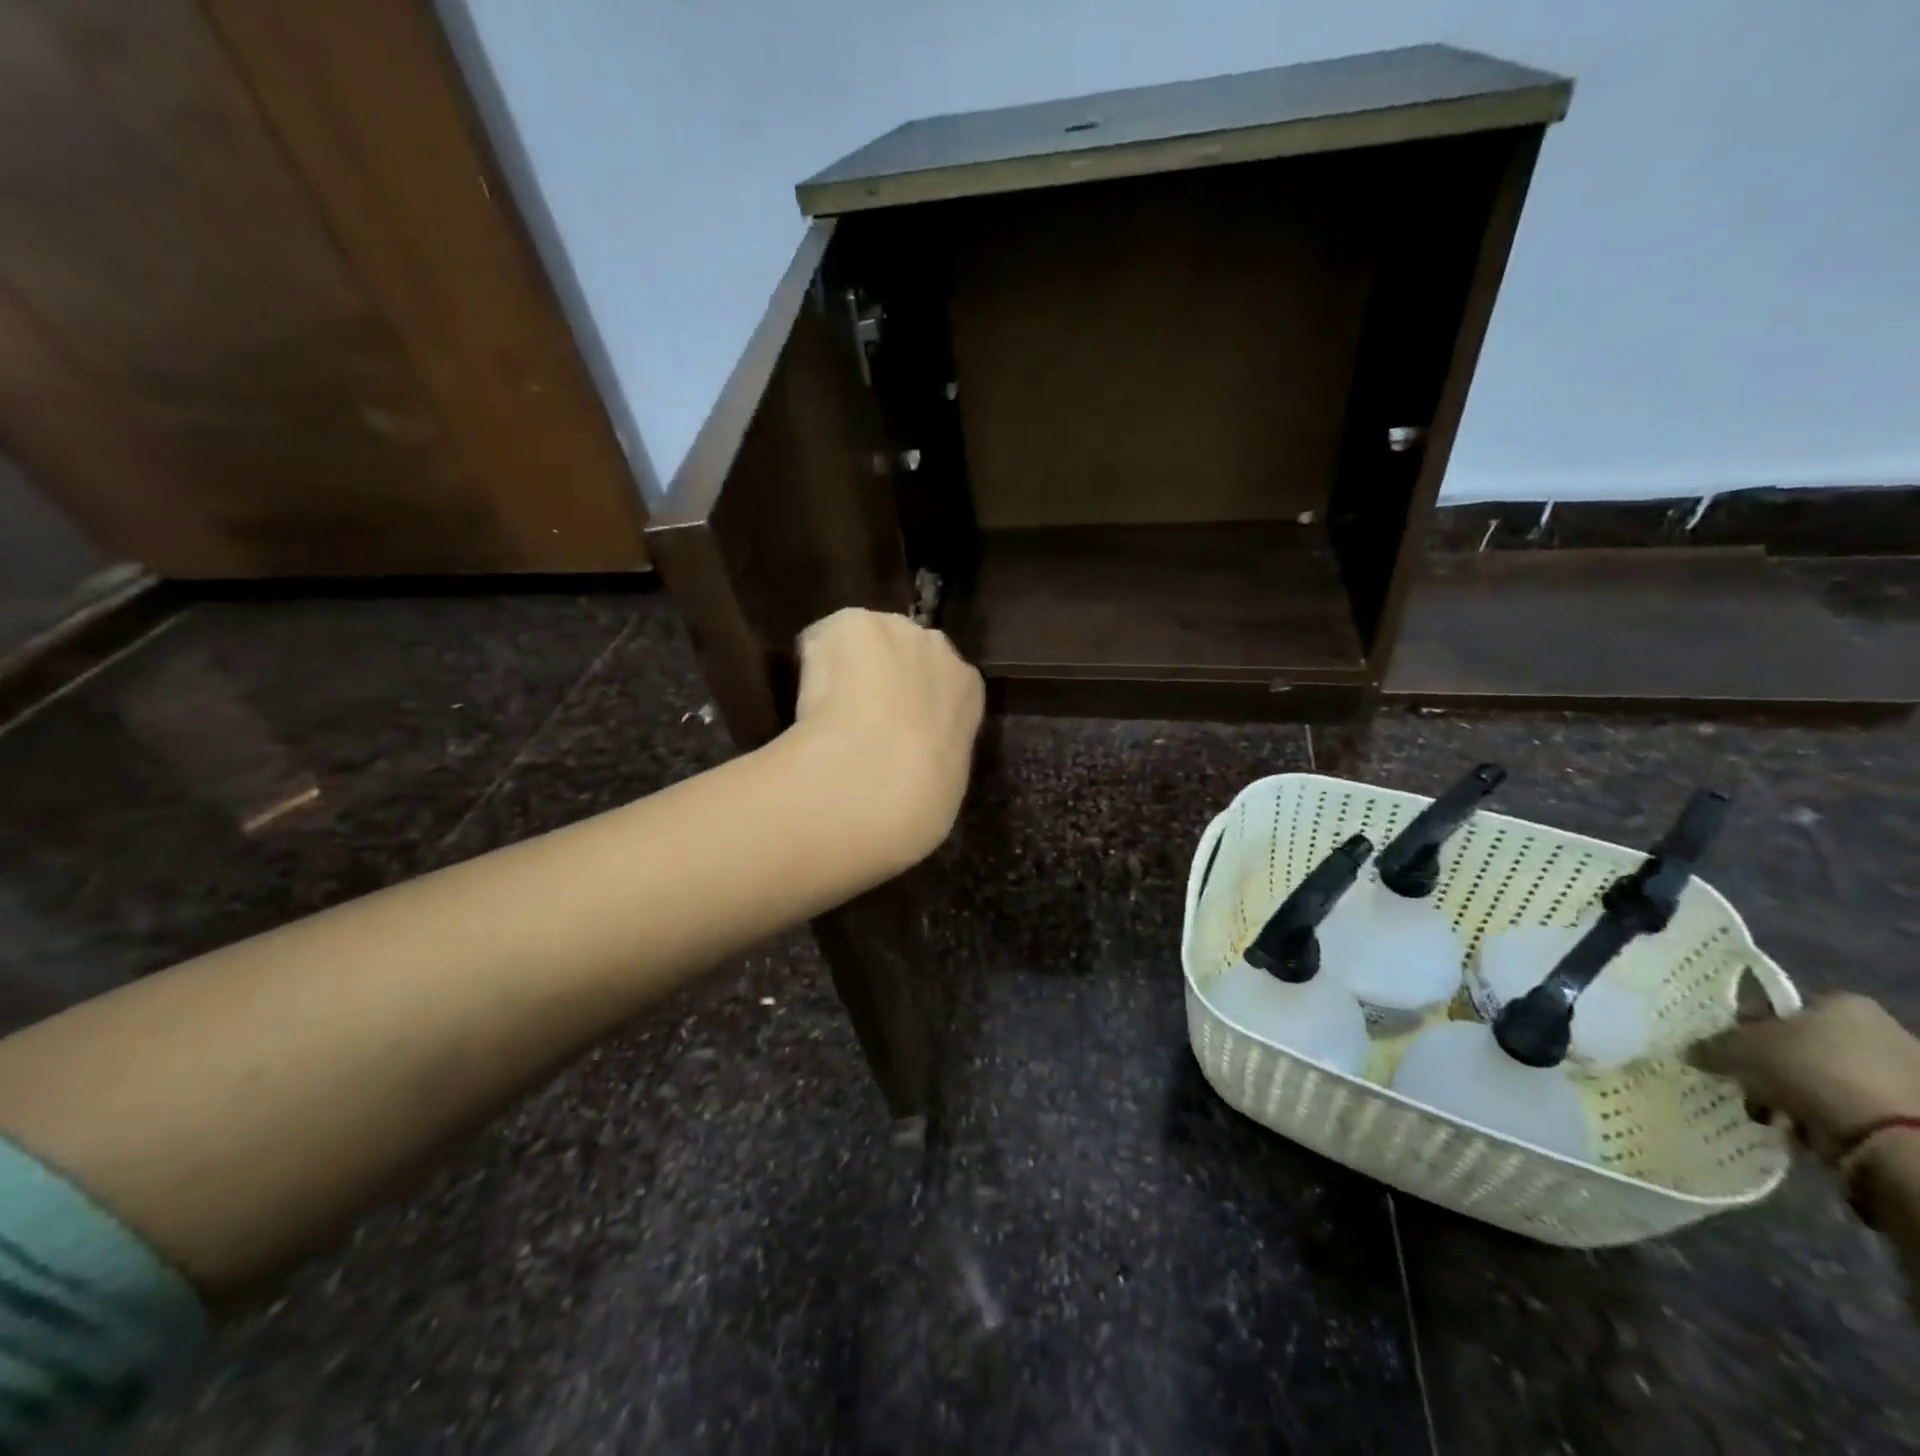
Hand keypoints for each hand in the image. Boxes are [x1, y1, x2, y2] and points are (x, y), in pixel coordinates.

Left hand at [788, 608, 984, 868]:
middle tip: (858, 717)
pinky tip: (807, 699)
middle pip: (904, 650)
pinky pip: (824, 639)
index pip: (940, 681)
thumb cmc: (920, 800)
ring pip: (864, 641)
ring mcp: (894, 630)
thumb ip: (932, 755)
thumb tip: (909, 763)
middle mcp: (937, 647)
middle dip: (884, 675)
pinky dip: (813, 664)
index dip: (912, 702)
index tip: (892, 727)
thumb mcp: (943, 783)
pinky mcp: (852, 624)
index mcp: (968, 689)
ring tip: (826, 708)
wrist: (877, 780)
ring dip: (848, 666)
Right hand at [1689, 993, 1919, 1159]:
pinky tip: (1807, 1133)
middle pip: (1806, 1046)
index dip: (1751, 1026)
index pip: (1785, 1008)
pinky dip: (1828, 1121)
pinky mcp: (1911, 1115)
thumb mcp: (1738, 1049)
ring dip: (1797, 1097)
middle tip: (1747, 1084)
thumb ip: (1711, 1046)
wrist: (1892, 1138)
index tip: (1731, 1048)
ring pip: (1827, 1081)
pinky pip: (1852, 1111)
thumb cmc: (1811, 1070)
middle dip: (1775, 1068)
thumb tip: (1692, 1051)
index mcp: (1845, 1003)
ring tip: (1773, 1115)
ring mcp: (1905, 1076)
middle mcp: (1882, 1031)